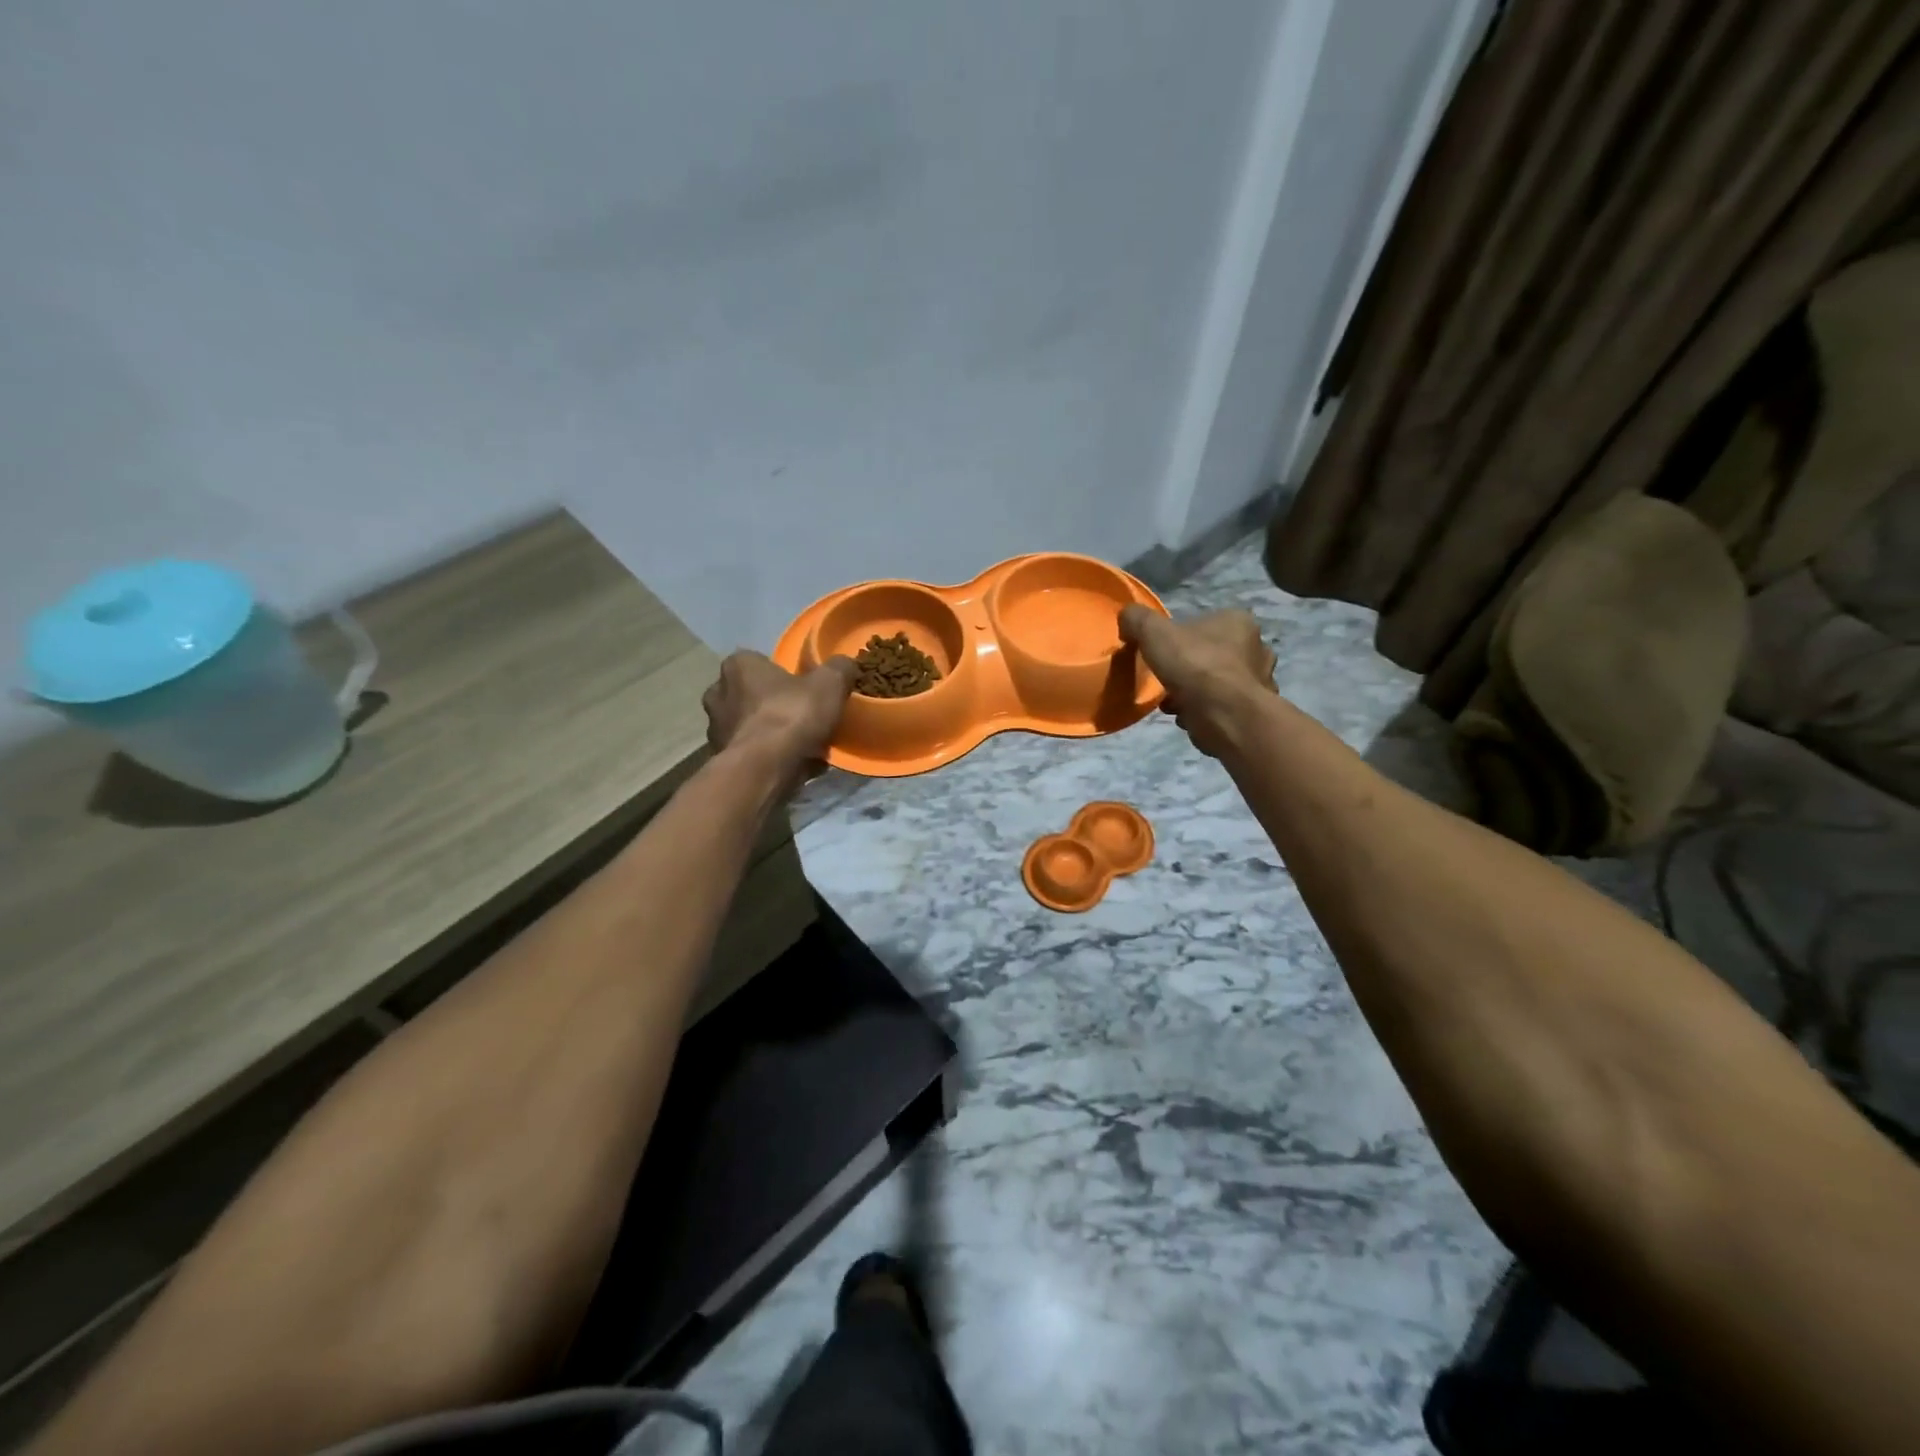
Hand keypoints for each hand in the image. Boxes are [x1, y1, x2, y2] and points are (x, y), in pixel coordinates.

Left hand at [703, 651, 857, 792]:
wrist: (764, 770)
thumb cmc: (791, 716)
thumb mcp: (830, 684)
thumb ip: (839, 669)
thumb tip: (845, 665)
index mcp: (738, 666)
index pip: (760, 662)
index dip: (785, 675)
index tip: (806, 689)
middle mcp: (718, 693)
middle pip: (753, 695)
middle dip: (776, 705)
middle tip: (806, 718)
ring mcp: (716, 729)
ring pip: (752, 726)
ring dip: (773, 734)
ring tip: (805, 746)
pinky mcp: (722, 759)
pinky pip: (752, 752)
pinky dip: (770, 757)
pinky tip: (796, 766)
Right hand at [1119, 607, 1277, 757]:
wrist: (1225, 716)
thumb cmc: (1194, 666)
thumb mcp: (1153, 632)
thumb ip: (1137, 620)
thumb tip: (1127, 618)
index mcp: (1238, 621)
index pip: (1206, 623)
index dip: (1181, 639)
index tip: (1164, 655)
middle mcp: (1257, 648)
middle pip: (1212, 654)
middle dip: (1189, 669)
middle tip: (1168, 680)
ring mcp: (1260, 681)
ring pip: (1217, 683)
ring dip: (1194, 693)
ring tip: (1174, 703)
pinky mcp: (1254, 711)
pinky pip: (1222, 708)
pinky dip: (1204, 712)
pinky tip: (1188, 717)